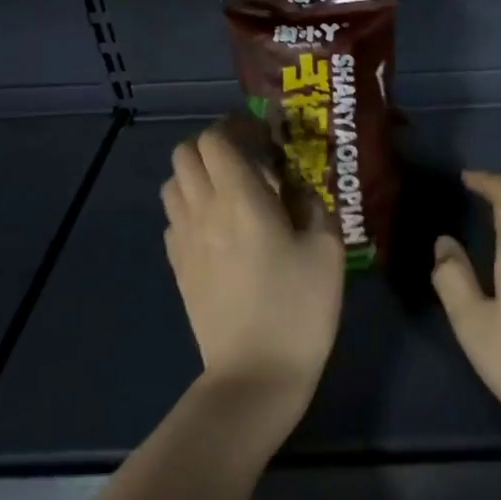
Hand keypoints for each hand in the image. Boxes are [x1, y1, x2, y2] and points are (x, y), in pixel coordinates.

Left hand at [162, 123, 343, 411]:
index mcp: (241, 200)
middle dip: (214, 146)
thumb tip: (293, 186)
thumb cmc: (300, 308)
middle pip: (185, 154)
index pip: (216, 140)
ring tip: (233, 194)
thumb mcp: (327, 250)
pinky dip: (192, 209)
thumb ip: (310, 204)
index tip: (265, 137)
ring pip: (173, 184)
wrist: (256, 371)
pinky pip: (174, 219)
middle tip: (250, 163)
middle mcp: (203, 211)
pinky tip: (219, 230)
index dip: (238, 127)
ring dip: (199, 176)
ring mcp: (184, 240)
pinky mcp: (179, 267)